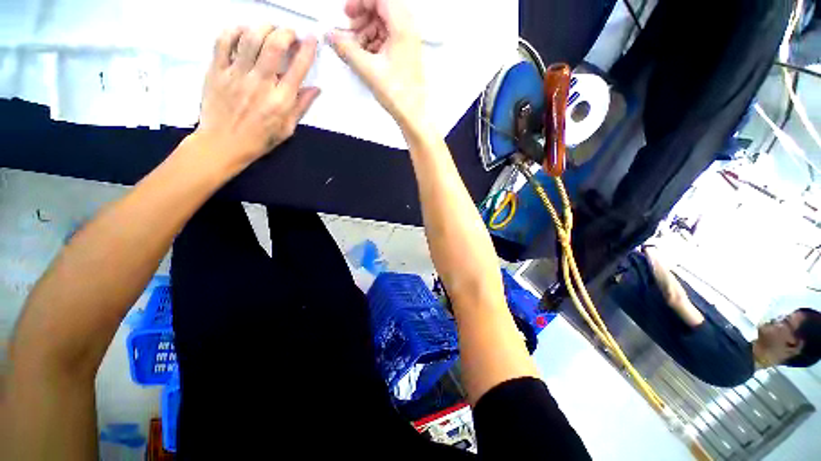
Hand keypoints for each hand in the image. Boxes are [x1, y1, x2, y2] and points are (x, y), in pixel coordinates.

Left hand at [195, 26, 320, 165]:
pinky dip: (235, 30)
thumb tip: (315, 89)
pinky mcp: (217, 70)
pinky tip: (243, 31)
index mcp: (280, 100)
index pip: (298, 68)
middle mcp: (260, 83)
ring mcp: (236, 74)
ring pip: (250, 38)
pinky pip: (224, 41)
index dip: (307, 49)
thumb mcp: (287, 129)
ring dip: (263, 27)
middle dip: (286, 33)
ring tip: (269, 30)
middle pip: (274, 45)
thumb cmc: (259, 139)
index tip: (311, 38)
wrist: (223, 144)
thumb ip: (301, 107)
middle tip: (289, 33)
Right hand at [328, 0, 425, 126]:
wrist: (413, 113)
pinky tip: (367, 55)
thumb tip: (332, 36)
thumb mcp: (368, 69)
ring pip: (385, 23)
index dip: (360, 2)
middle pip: (382, 8)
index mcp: (402, 27)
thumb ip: (346, 49)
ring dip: (368, 31)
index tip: (348, 13)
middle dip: (363, 17)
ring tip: (358, 47)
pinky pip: (388, 37)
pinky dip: (375, 41)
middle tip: (351, 30)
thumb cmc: (400, 94)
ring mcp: (408, 41)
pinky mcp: (406, 53)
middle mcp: (409, 29)